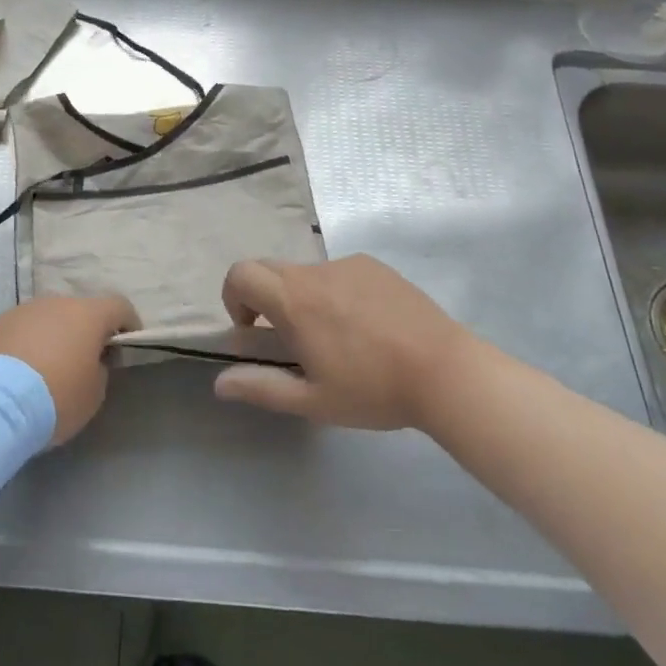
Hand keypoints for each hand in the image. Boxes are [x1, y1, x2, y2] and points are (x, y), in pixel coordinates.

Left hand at [0, 295, 139, 444]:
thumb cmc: (56, 396)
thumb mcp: (94, 393)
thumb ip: (99, 369)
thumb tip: (90, 360)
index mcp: (88, 314)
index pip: (119, 306)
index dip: (128, 323)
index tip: (126, 346)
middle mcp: (58, 302)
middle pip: (81, 311)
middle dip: (87, 332)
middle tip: (85, 361)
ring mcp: (26, 310)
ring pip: (50, 318)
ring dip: (56, 336)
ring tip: (48, 368)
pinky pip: (25, 329)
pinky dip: (30, 343)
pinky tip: (23, 371)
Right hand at [214, 256, 471, 429]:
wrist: (446, 372)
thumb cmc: (373, 389)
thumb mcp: (313, 400)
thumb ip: (262, 388)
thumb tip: (219, 383)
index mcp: (293, 300)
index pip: (241, 274)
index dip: (233, 297)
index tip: (251, 328)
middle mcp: (314, 272)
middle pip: (270, 269)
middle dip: (265, 298)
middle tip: (288, 338)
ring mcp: (347, 264)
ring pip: (306, 273)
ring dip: (303, 297)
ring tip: (336, 338)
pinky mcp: (375, 266)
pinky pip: (339, 273)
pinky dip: (335, 293)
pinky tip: (366, 326)